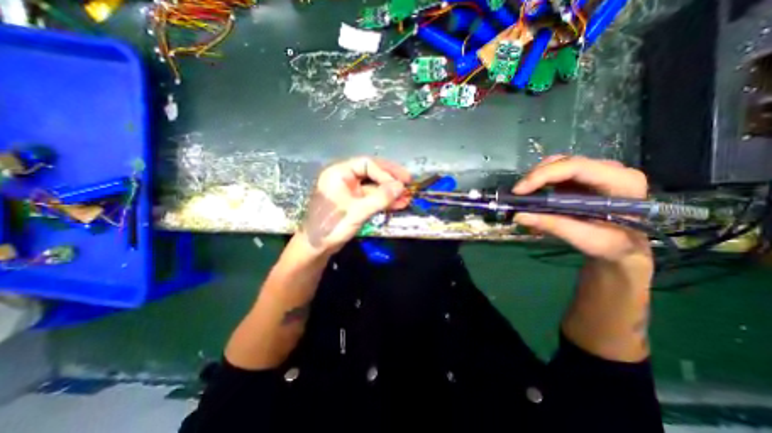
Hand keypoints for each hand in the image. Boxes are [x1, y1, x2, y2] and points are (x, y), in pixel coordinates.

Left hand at [297, 157, 408, 254]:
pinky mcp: (354, 203)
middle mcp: (344, 178)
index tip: (401, 183)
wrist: (315, 248)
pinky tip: (398, 204)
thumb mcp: (357, 211)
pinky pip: (371, 198)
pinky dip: (384, 201)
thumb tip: (401, 186)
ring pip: (373, 187)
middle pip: (372, 172)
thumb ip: (380, 198)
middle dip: (390, 179)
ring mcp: (349, 191)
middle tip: (409, 182)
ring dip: (390, 192)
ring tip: (407, 197)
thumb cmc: (331, 226)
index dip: (385, 173)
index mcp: (339, 173)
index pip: (367, 164)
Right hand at [511, 156, 649, 264]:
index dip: (543, 175)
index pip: (576, 167)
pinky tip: (532, 198)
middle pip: (564, 162)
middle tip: (517, 194)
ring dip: (535, 180)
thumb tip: (518, 216)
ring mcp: (594, 172)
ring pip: (556, 165)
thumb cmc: (613, 245)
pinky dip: (539, 185)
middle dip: (536, 176)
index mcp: (620, 181)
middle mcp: (608, 170)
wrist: (624, 247)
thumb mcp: (587, 239)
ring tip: (522, 197)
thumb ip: (554, 226)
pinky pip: (554, 174)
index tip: (519, 191)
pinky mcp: (581, 179)